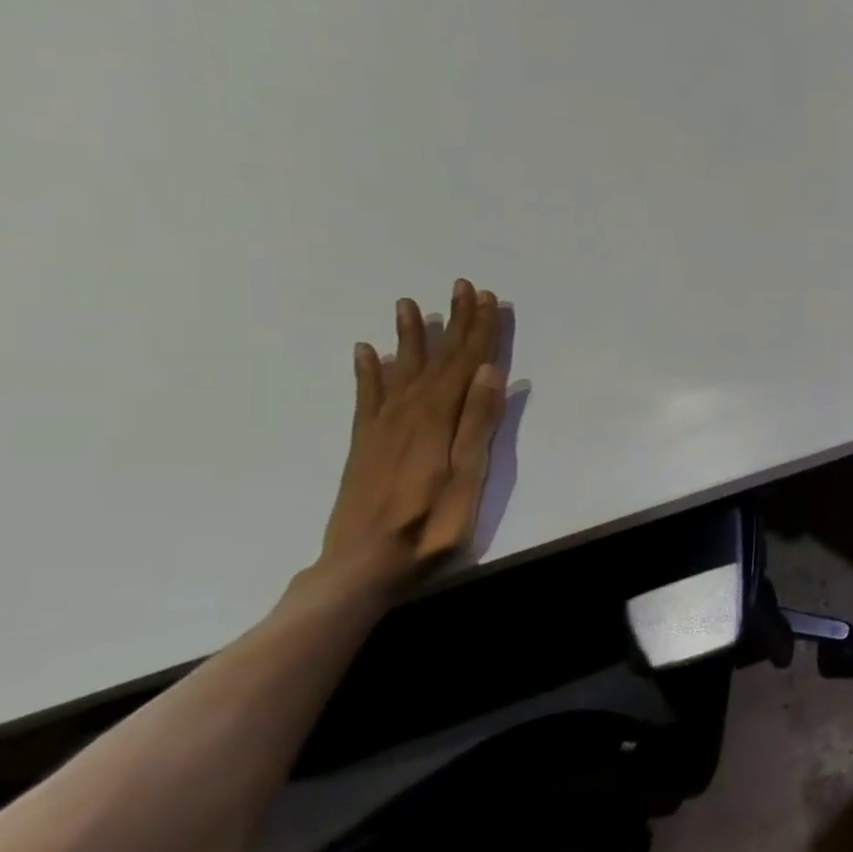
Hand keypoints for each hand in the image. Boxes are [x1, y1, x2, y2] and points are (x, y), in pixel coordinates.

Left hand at [318, 280, 505, 592]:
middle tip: (463, 287)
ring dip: (410, 336)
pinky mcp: (364, 443)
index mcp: (438, 419)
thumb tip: (490, 372)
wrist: (362, 564)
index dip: (480, 330)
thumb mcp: (468, 477)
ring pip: (400, 368)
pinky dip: (367, 371)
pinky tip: (365, 352)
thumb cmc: (430, 525)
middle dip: (454, 322)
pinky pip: (366, 396)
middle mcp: (408, 412)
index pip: (465, 363)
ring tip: (410, 305)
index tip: (488, 298)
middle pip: (437, 359)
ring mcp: (381, 426)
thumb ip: (479, 423)